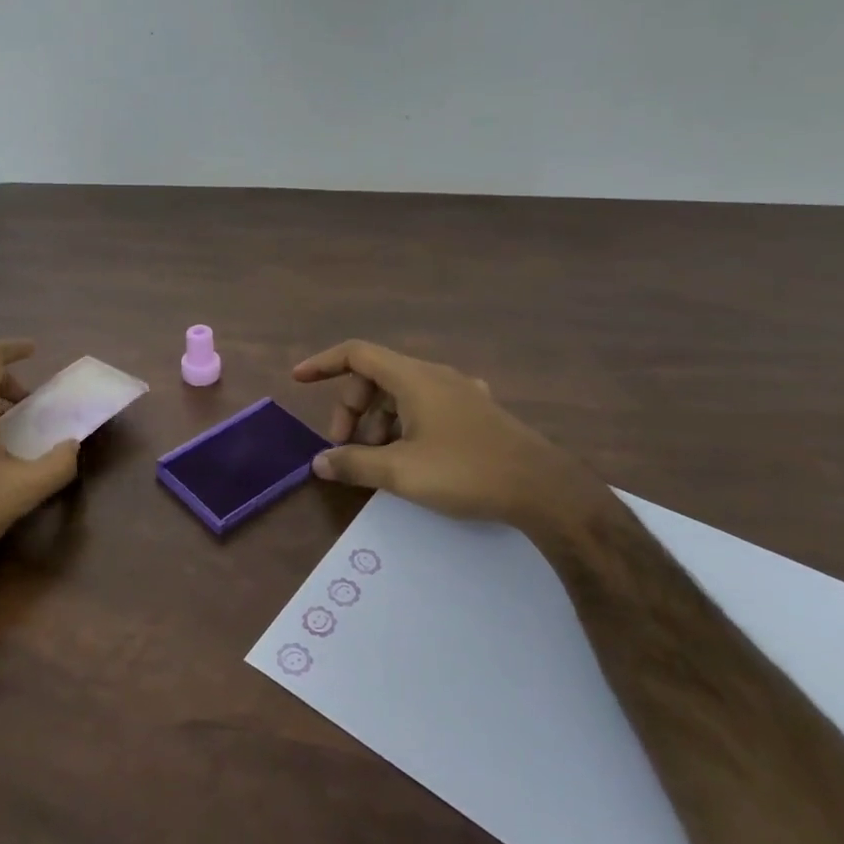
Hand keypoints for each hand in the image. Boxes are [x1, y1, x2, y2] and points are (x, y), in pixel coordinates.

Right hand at [291, 339, 607, 535]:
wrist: (544, 490)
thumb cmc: (466, 472)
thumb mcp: (402, 472)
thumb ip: (355, 464)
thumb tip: (319, 463)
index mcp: (413, 377)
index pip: (356, 353)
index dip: (323, 363)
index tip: (299, 380)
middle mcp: (435, 375)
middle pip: (376, 376)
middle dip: (351, 407)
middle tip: (344, 447)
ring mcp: (459, 392)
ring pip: (402, 393)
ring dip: (378, 420)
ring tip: (377, 460)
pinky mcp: (476, 412)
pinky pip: (426, 406)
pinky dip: (404, 424)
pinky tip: (411, 455)